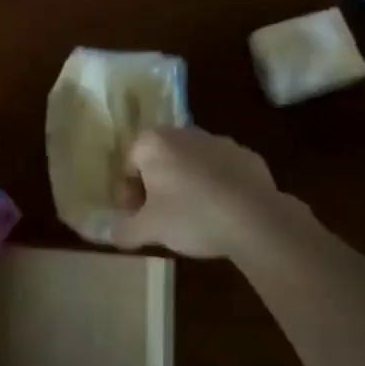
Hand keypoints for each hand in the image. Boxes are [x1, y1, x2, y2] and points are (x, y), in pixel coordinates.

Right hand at [102, 126, 285, 258]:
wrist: (255, 218)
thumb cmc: (190, 215)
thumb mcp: (150, 229)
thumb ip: (125, 230)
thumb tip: (109, 233)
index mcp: (153, 142)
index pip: (129, 164)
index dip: (129, 193)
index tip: (138, 218)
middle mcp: (182, 132)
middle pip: (160, 158)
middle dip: (158, 185)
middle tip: (163, 218)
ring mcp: (217, 141)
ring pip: (192, 162)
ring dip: (188, 183)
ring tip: (196, 217)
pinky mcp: (246, 155)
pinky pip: (222, 170)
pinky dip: (218, 185)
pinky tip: (224, 213)